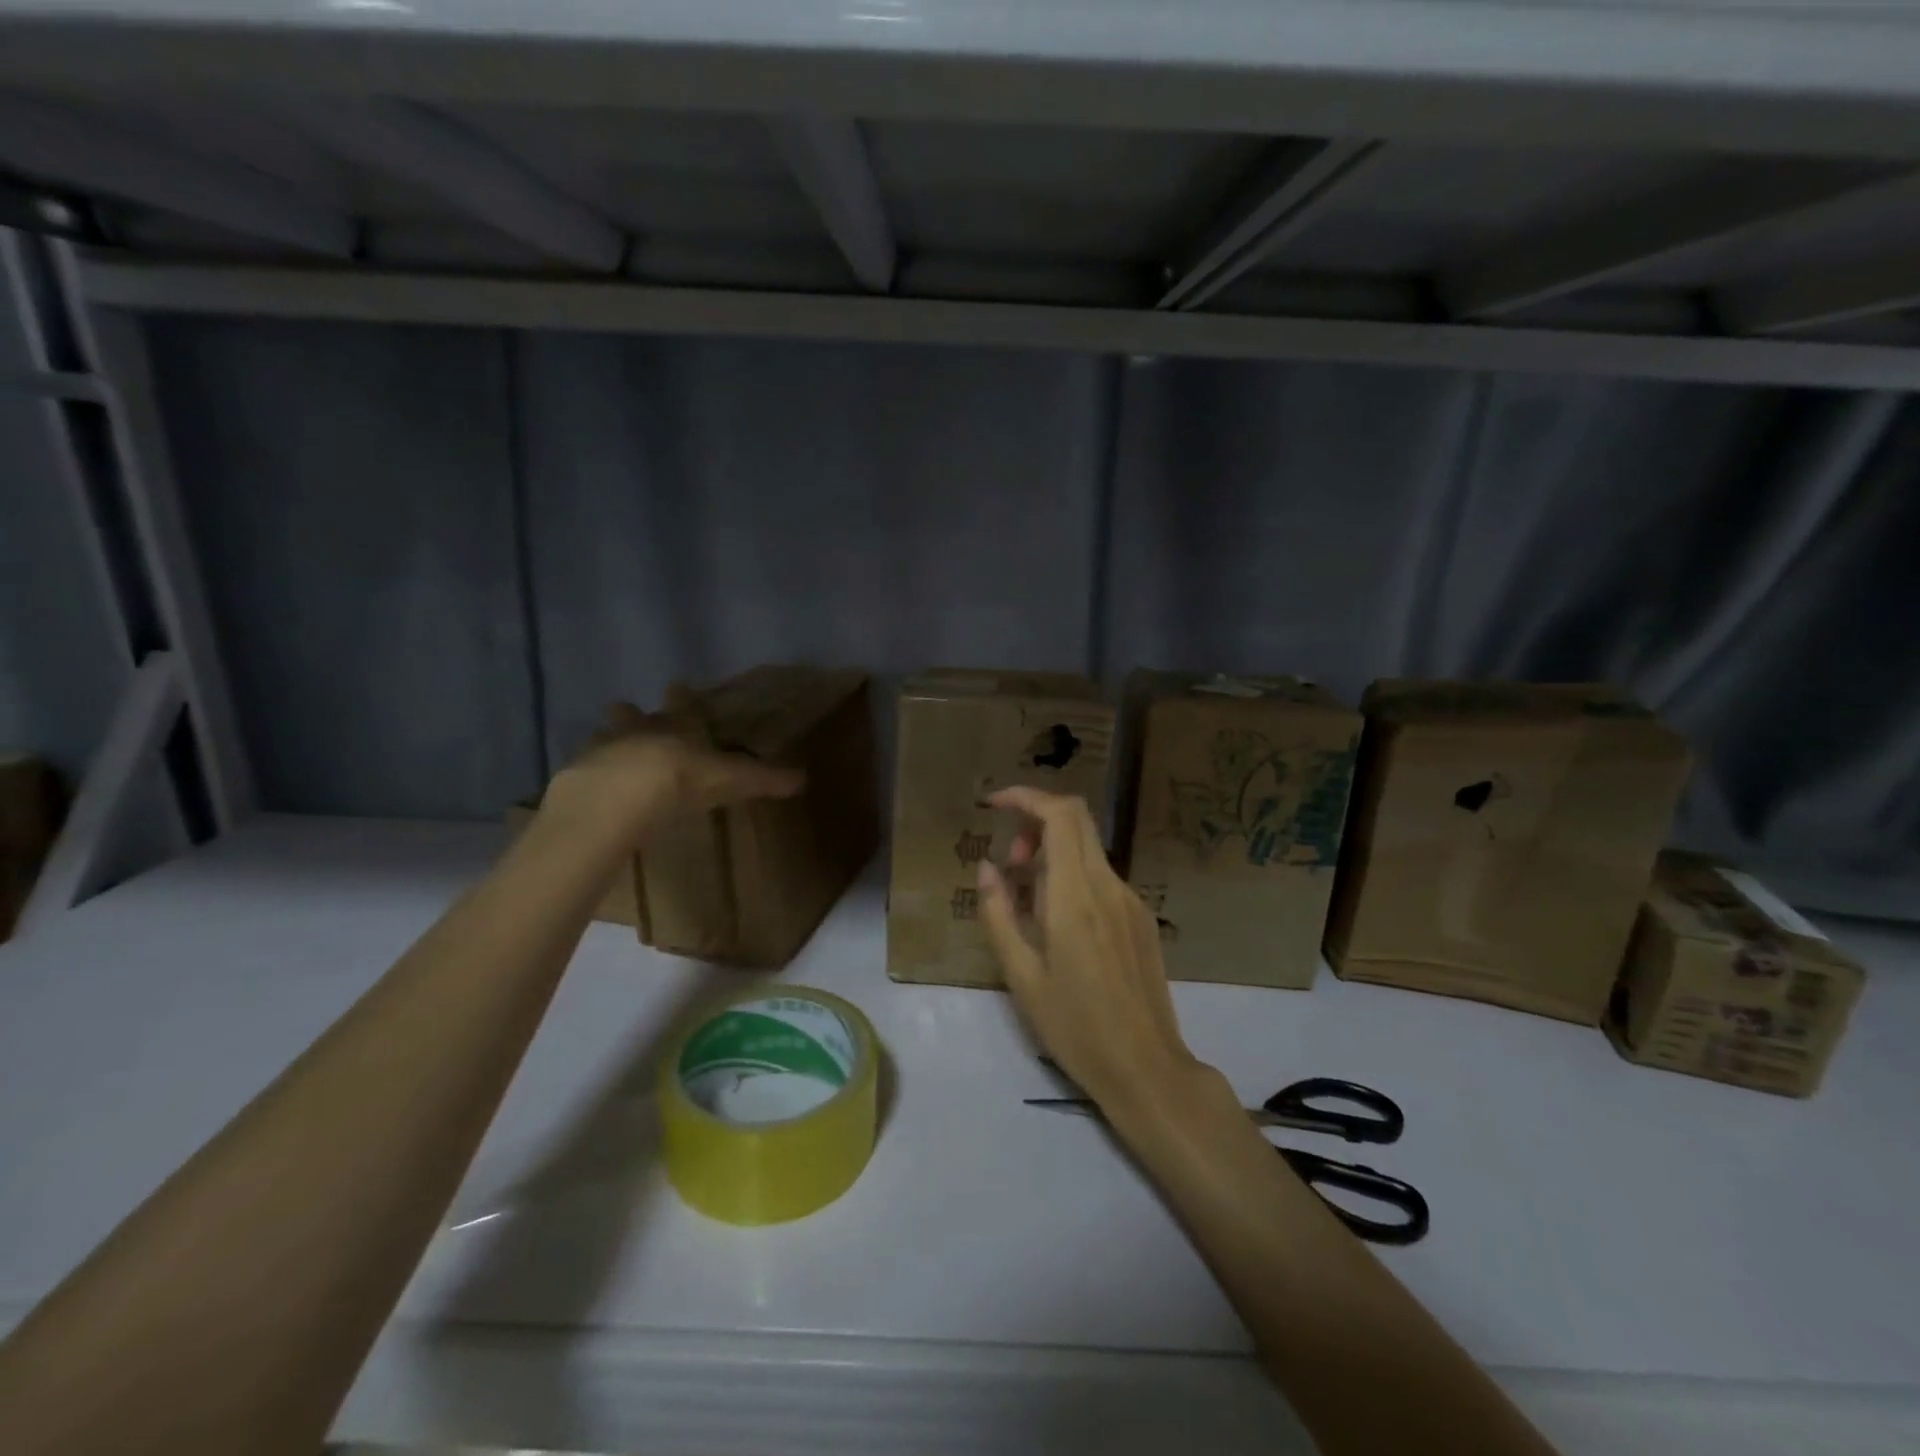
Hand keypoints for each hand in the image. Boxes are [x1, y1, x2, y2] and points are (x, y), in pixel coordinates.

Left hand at [541, 700, 802, 847]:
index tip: (678, 684)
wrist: (625, 792)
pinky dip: (585, 769)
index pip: (684, 707)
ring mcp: (606, 748)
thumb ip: (765, 779)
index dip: (683, 698)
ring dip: (607, 736)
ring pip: (606, 735)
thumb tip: (804, 778)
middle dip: (634, 713)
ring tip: (602, 739)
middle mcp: (642, 730)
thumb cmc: (685, 777)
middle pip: (636, 716)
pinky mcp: (580, 772)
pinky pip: (583, 765)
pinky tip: (582, 777)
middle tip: (627, 707)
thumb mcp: (734, 779)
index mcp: (680, 727)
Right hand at [976, 786, 1207, 1115]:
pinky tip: (1059, 921)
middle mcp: (1109, 886)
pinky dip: (1073, 875)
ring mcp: (1131, 901)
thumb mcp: (1022, 976)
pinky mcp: (1142, 918)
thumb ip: (999, 915)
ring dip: (1053, 852)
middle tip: (1010, 861)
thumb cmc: (1075, 1028)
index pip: (1060, 815)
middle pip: (1077, 819)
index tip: (994, 804)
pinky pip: (1102, 877)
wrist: (1146, 1068)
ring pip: (1088, 848)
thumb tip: (987, 868)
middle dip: (1036, 820)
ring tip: (1027, 898)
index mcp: (1076, 897)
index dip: (1026, 797)